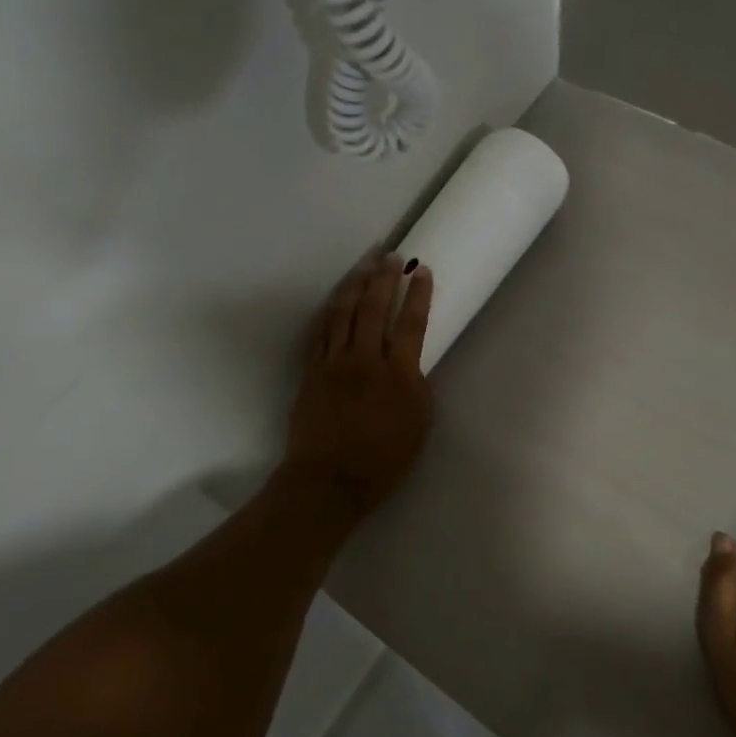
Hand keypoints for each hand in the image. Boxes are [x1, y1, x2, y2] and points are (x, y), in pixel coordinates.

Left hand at [281, 252, 435, 515]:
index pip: (411, 323)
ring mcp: (334, 363)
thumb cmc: (382, 461)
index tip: (422, 270)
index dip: (418, 294)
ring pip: (344, 313)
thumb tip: (411, 362)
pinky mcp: (312, 371)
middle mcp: (365, 360)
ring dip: (356, 285)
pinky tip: (336, 299)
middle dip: (385, 278)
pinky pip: (321, 332)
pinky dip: (331, 311)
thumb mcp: (418, 425)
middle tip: (391, 255)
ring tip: (365, 265)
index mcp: (398, 374)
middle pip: (374, 308)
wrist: (328, 481)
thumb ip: (417, 386)